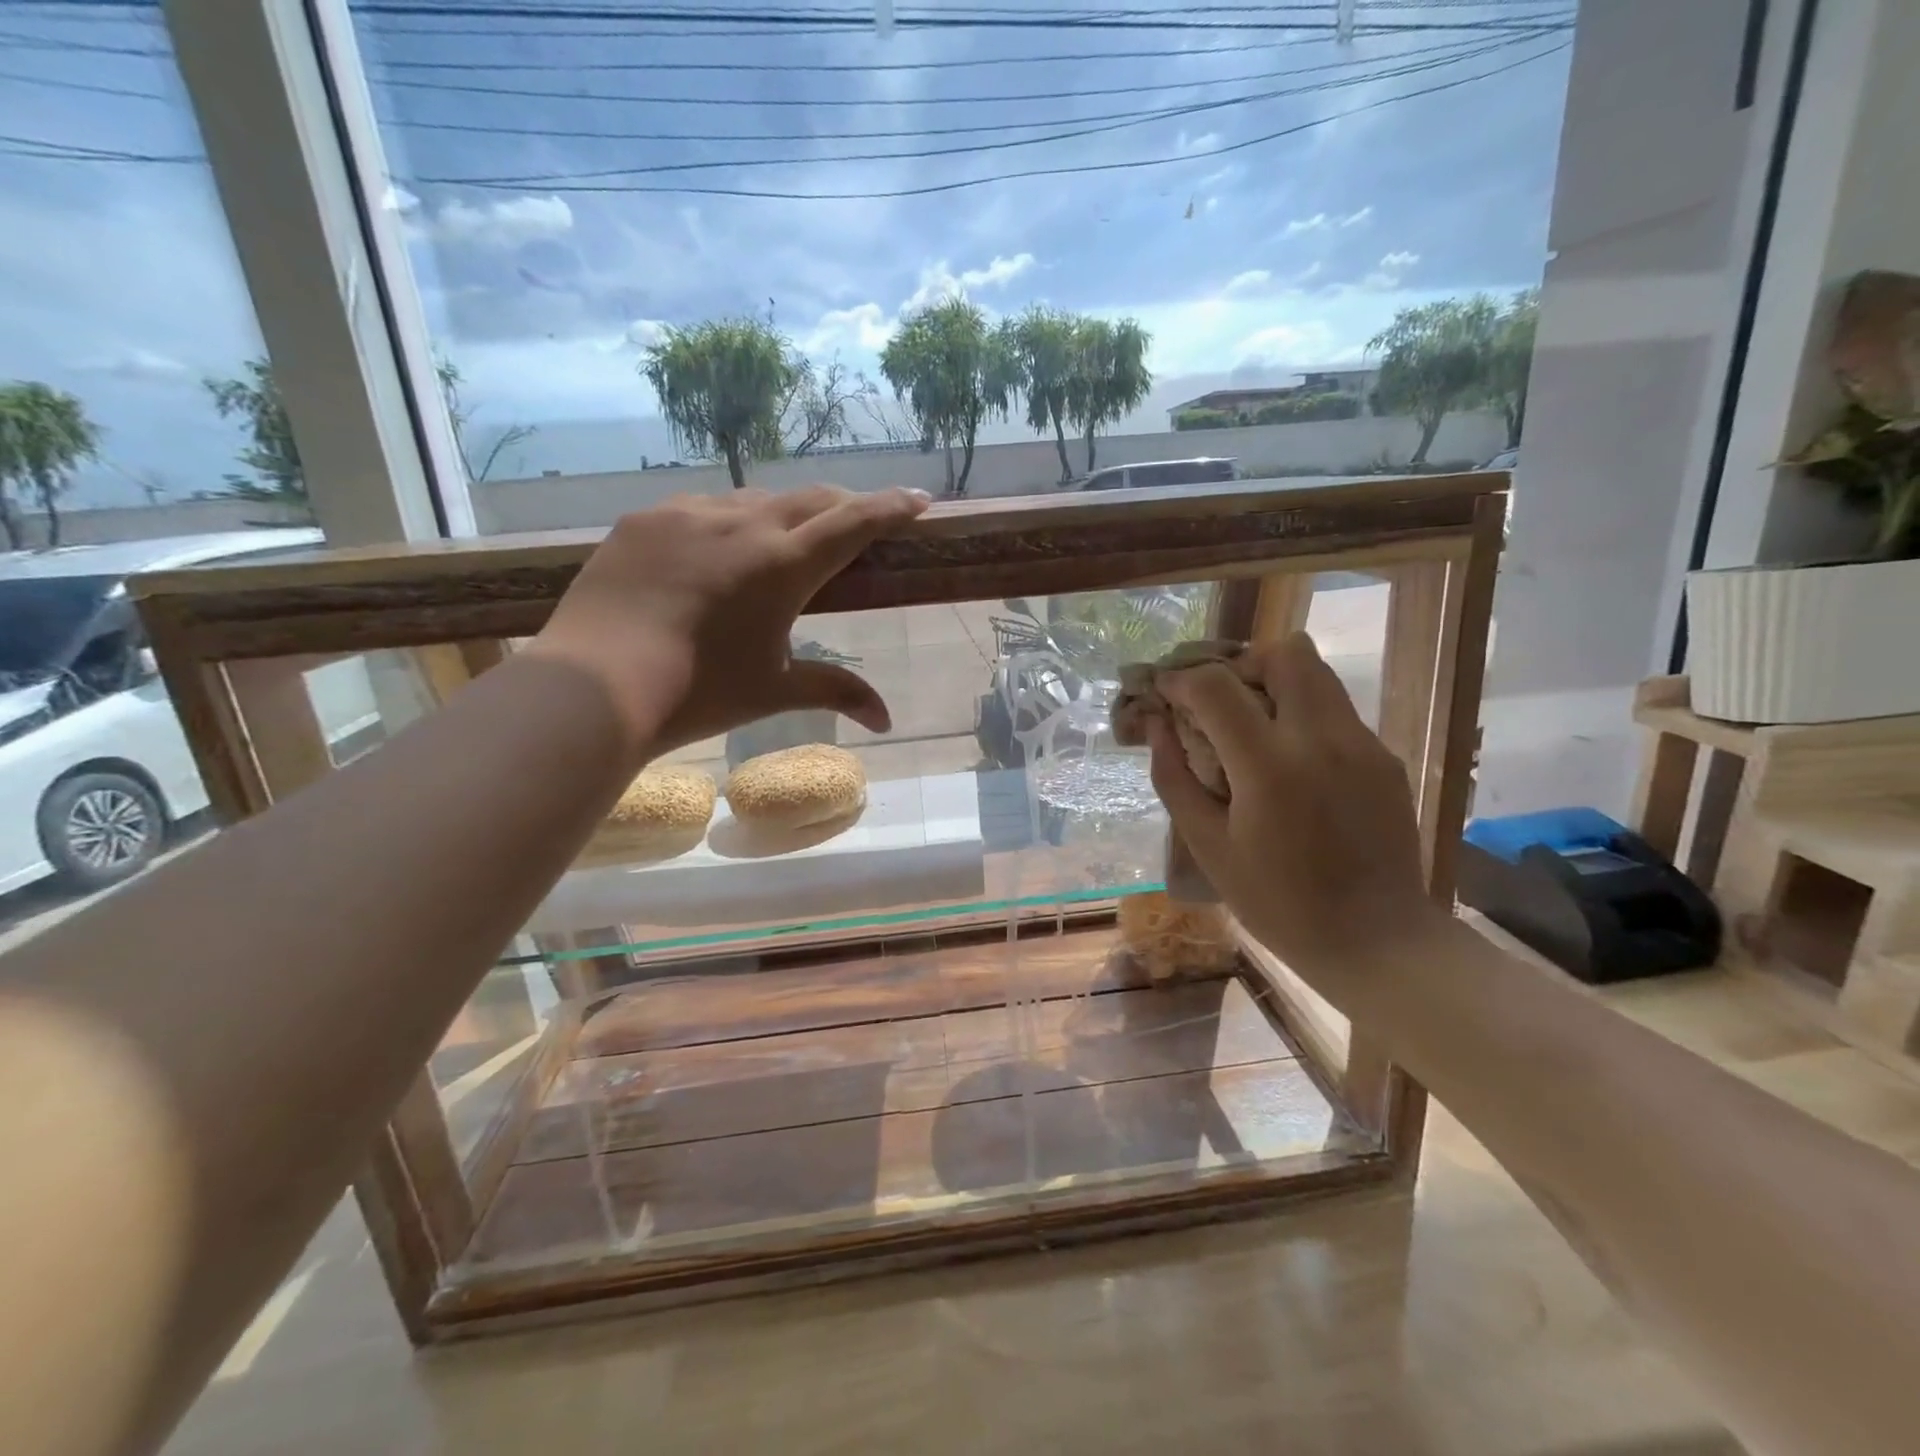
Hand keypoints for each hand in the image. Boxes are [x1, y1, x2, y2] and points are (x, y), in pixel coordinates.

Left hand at [526, 485, 928, 757]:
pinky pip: (701, 508)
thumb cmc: (698, 693)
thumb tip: (886, 721)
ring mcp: (687, 514)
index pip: (853, 523)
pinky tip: (717, 549)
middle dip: (845, 505)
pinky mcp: (644, 520)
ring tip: (786, 538)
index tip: (920, 499)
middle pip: (810, 498)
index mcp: (783, 565)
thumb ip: (836, 692)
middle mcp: (741, 523)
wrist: (594, 687)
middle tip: (861, 519)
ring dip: (785, 513)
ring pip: (754, 499)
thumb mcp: (774, 691)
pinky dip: (728, 521)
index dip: (891, 508)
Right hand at [1145, 632, 1442, 991]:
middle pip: (1284, 652)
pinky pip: (1335, 710)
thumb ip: (1175, 778)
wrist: (1377, 940)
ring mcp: (1362, 744)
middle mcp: (1322, 739)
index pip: (1217, 685)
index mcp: (1270, 767)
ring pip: (1317, 673)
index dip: (1181, 679)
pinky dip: (1301, 715)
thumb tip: (1156, 726)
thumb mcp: (1208, 846)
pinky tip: (1288, 762)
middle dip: (1240, 664)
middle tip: (1217, 700)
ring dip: (1273, 683)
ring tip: (1248, 725)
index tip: (1164, 692)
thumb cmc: (1277, 903)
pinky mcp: (1385, 757)